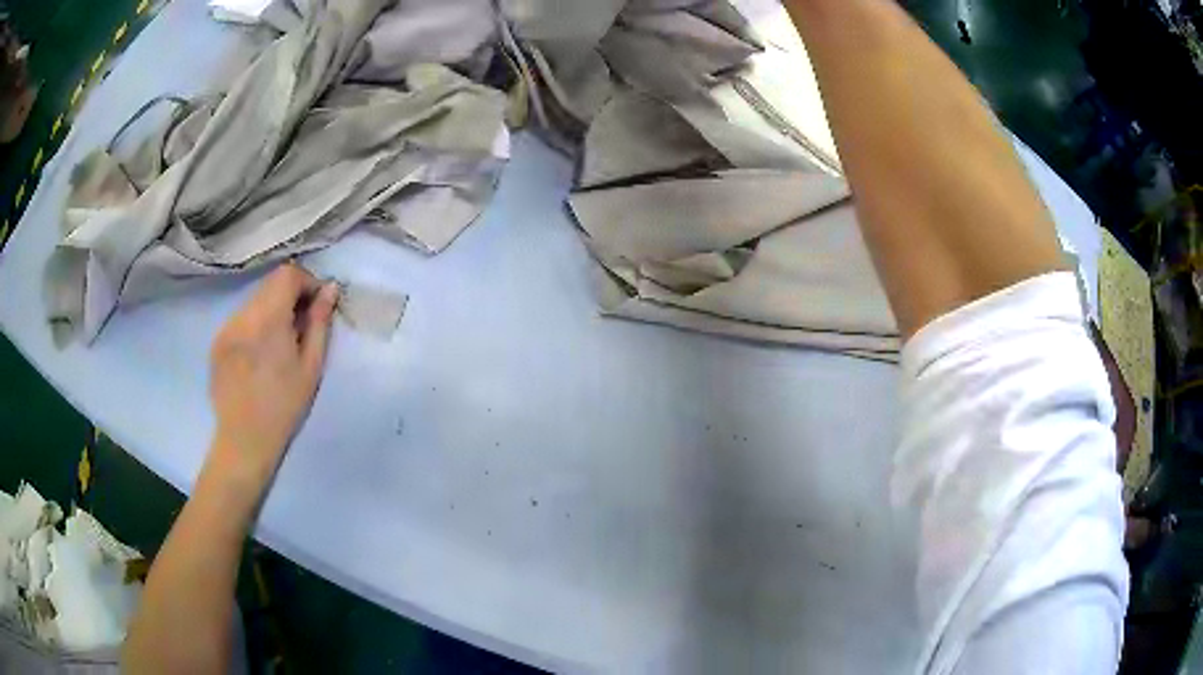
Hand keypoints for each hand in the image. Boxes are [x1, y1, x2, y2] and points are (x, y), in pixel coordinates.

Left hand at [207, 264, 338, 491]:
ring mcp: (226, 327)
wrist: (244, 440)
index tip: (316, 307)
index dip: (307, 283)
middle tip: (301, 326)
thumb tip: (330, 289)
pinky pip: (241, 319)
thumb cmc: (284, 407)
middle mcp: (243, 314)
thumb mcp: (311, 367)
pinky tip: (259, 355)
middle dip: (290, 295)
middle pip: (270, 284)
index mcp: (268, 318)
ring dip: (272, 310)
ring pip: (254, 300)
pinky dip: (255, 325)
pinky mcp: (217, 341)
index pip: (288, 274)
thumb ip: (319, 323)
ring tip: (279, 343)